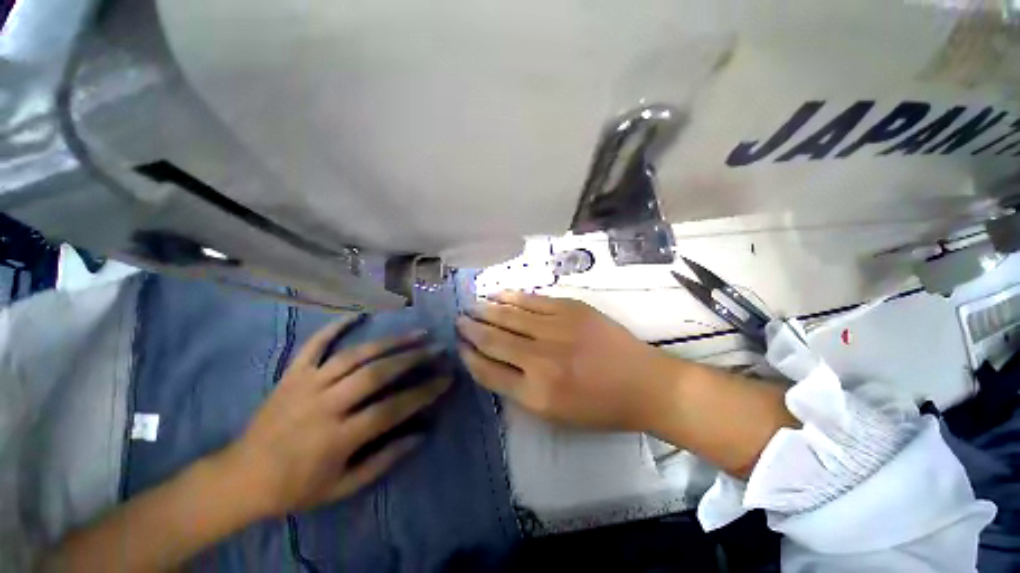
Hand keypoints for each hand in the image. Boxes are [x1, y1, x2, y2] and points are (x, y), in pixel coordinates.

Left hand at [223, 320, 450, 517]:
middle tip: (437, 347)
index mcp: (337, 438)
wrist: (239, 478)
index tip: (446, 378)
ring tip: (415, 332)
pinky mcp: (292, 375)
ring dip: (389, 341)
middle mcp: (324, 406)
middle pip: (375, 374)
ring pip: (354, 355)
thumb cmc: (295, 488)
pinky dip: (336, 326)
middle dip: (412, 358)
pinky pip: (315, 344)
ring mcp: (306, 385)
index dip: (423, 393)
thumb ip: (384, 460)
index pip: (391, 410)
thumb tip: (421, 434)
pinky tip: (360, 313)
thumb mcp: (342, 487)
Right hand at [457, 291, 673, 431]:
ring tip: (471, 306)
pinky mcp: (571, 309)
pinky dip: (511, 296)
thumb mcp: (555, 414)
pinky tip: (497, 294)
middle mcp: (541, 359)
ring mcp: (557, 329)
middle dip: (472, 329)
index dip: (470, 357)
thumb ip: (519, 390)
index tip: (460, 347)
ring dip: (486, 310)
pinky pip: (533, 300)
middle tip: (459, 320)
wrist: (643, 383)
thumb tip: (492, 364)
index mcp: (536, 393)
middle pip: (494, 340)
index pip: (489, 371)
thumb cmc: (599, 407)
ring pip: (510, 316)